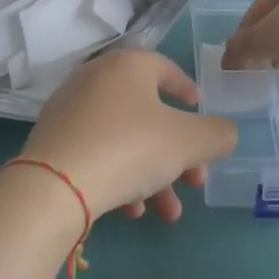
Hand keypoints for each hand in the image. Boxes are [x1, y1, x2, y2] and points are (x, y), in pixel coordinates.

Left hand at [20, 49, 237, 221]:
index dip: (188, 90)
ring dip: (153, 174)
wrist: (55, 186)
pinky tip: (131, 210)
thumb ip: (217, 134)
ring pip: (125, 139)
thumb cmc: (130, 148)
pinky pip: (98, 152)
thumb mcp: (189, 142)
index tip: (200, 110)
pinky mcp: (53, 141)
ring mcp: (70, 110)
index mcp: (128, 65)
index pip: (166, 68)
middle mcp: (96, 79)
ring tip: (167, 213)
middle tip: (195, 181)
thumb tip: (225, 132)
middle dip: (178, 152)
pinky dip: (120, 176)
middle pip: (148, 113)